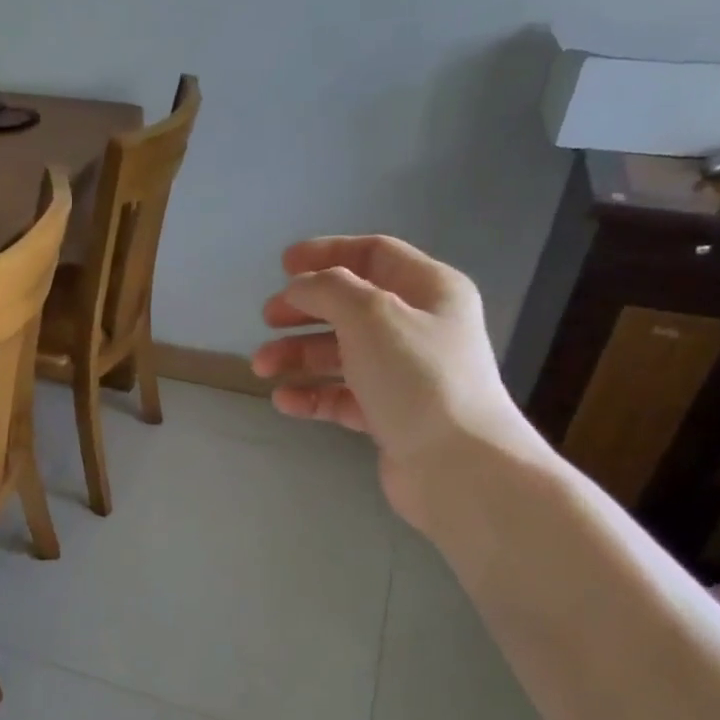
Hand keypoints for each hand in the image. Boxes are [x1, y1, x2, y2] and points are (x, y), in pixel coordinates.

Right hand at [252, 236, 540, 527]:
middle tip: (267, 318)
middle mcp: (419, 327)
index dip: (327, 253)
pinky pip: (342, 396)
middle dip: (305, 309)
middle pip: (352, 306)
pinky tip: (284, 400)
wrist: (457, 466)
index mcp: (429, 290)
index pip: (374, 254)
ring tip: (262, 367)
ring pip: (342, 353)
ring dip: (299, 354)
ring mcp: (405, 375)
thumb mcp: (371, 315)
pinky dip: (312, 394)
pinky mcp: (390, 416)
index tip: (283, 265)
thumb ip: (328, 289)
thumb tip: (300, 288)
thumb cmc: (417, 377)